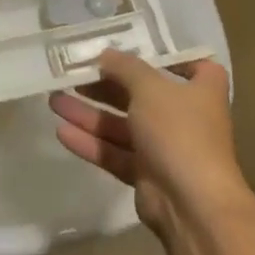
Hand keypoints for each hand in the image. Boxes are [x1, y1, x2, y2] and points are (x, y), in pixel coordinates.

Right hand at [48, 51, 239, 235]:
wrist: (193, 204)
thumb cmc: (179, 132)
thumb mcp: (151, 88)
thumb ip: (126, 67)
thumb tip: (106, 54)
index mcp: (201, 91)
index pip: (193, 66)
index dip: (168, 57)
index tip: (137, 50)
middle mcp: (185, 117)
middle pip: (141, 95)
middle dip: (104, 86)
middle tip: (71, 75)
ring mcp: (165, 148)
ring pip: (121, 125)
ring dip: (89, 113)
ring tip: (54, 101)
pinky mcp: (145, 174)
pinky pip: (114, 152)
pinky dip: (90, 142)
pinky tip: (62, 132)